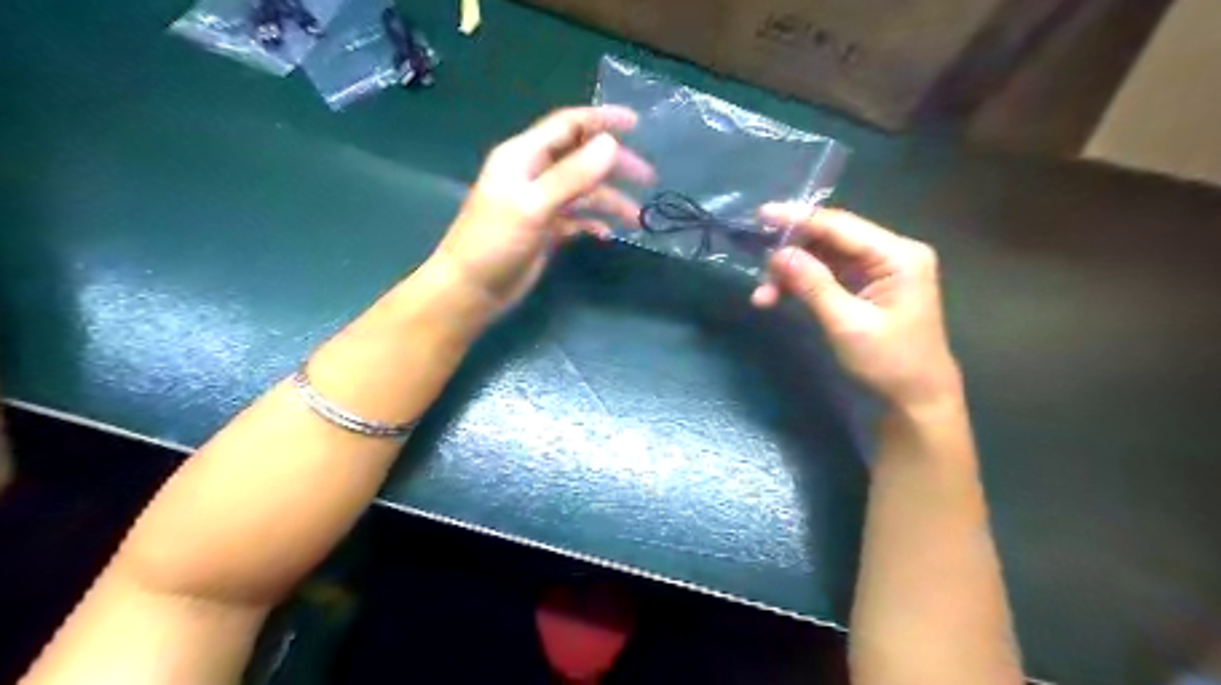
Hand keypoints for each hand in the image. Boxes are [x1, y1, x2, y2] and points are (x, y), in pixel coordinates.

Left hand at [430, 105, 651, 316]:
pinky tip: (607, 235)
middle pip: (582, 158)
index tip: (637, 124)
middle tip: (648, 178)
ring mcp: (540, 203)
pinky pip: (577, 218)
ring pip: (584, 192)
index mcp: (524, 156)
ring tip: (637, 219)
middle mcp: (534, 174)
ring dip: (610, 201)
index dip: (602, 120)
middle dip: (615, 165)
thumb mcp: (534, 205)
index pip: (568, 125)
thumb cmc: (495, 243)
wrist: (472, 290)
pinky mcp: (545, 229)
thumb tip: (611, 144)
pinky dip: (594, 223)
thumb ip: (572, 175)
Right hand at [756, 203, 963, 406]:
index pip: (841, 226)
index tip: (761, 215)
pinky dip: (803, 284)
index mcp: (898, 255)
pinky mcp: (867, 285)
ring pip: (825, 257)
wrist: (917, 398)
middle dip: (792, 253)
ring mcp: (879, 269)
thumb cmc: (889, 362)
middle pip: (831, 239)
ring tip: (763, 295)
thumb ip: (813, 285)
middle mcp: (891, 253)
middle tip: (759, 271)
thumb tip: (777, 255)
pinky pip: (828, 274)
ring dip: (792, 273)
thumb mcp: (847, 324)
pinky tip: (777, 297)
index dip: (799, 220)